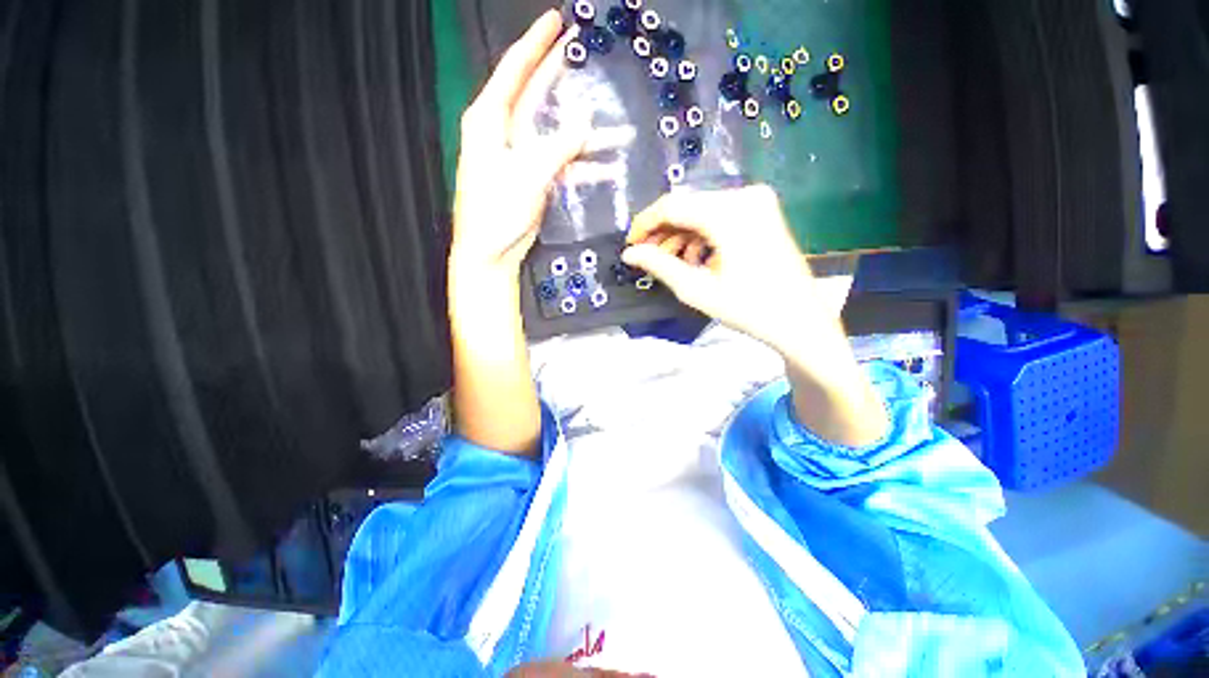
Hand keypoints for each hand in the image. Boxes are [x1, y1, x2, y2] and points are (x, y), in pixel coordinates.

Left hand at [450, 10, 587, 280]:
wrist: (491, 252)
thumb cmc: (497, 211)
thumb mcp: (527, 174)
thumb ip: (557, 146)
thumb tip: (585, 121)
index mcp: (490, 120)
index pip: (515, 71)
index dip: (536, 44)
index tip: (557, 20)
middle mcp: (506, 131)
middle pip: (538, 95)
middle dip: (563, 75)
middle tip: (586, 51)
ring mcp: (523, 156)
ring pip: (559, 135)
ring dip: (589, 137)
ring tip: (622, 131)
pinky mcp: (536, 178)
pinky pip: (564, 165)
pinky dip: (585, 168)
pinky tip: (609, 169)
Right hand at [624, 186, 887, 446]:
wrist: (800, 321)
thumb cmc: (748, 309)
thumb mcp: (696, 289)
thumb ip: (659, 265)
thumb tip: (629, 253)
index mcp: (730, 213)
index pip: (672, 206)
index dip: (645, 224)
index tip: (630, 245)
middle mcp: (745, 196)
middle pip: (688, 206)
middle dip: (663, 232)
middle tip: (647, 257)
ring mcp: (757, 202)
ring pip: (702, 211)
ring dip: (681, 235)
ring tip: (671, 263)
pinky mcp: (762, 212)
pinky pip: (719, 216)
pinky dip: (701, 235)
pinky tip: (695, 259)